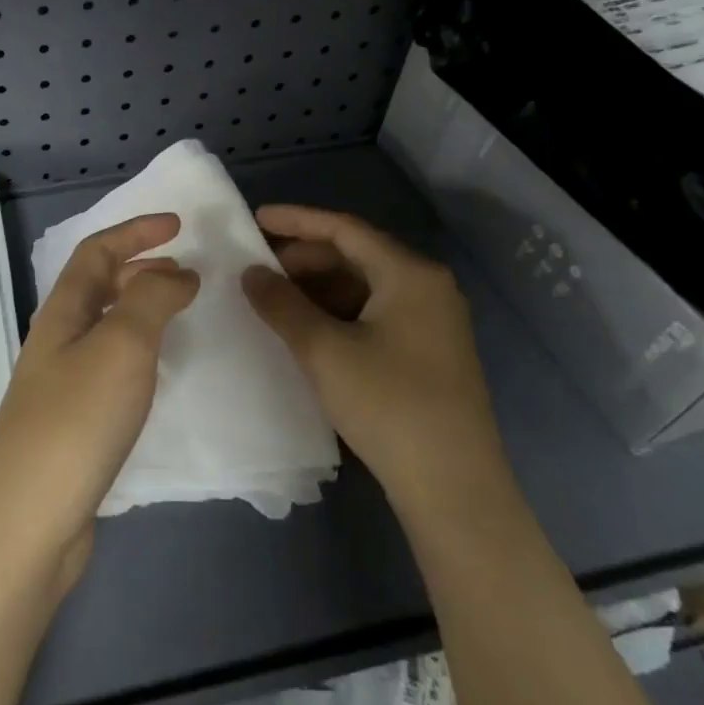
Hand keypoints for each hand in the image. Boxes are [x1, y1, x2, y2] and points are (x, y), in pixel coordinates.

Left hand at [0, 214, 197, 597]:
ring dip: (139, 308)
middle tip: (185, 271)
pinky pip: (109, 366)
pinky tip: (157, 373)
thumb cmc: (76, 421)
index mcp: (62, 313)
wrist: (29, 519)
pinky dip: (138, 351)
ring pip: (103, 327)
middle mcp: (56, 341)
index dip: (135, 231)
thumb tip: (176, 272)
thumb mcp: (122, 346)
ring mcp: (61, 385)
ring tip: (179, 312)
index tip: (179, 225)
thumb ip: (151, 299)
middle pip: (96, 286)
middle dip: (139, 267)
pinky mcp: (72, 424)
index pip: (96, 252)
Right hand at [240, 205, 506, 506]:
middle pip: (356, 255)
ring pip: (364, 286)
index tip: (254, 219)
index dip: (296, 221)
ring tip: (274, 299)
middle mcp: (427, 287)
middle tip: (258, 268)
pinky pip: (374, 313)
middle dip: (304, 258)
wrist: (452, 485)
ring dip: (318, 287)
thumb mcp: (324, 351)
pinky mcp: (427, 351)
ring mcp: (431, 321)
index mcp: (410, 274)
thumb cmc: (388, 404)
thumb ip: (282, 304)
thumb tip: (251, 272)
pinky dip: (337, 312)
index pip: (344, 229)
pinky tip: (307, 329)